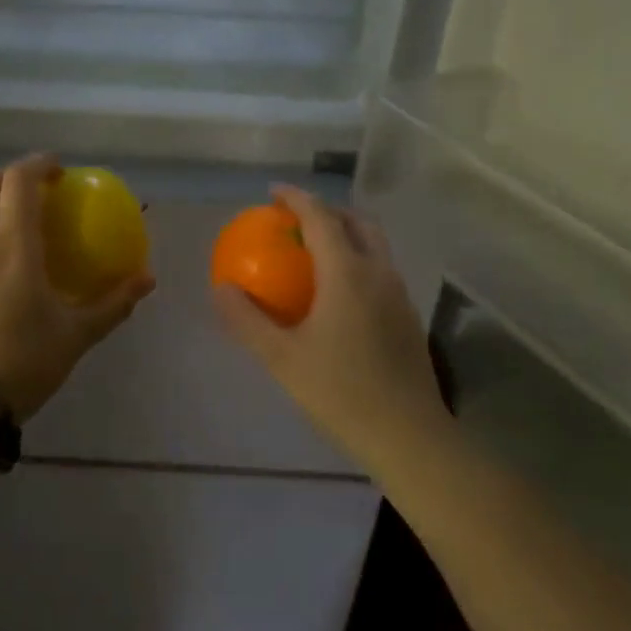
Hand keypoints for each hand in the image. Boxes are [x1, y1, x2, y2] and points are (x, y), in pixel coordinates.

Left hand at [0, 155, 154, 419]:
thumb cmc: (22, 361)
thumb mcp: (75, 335)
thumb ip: (113, 304)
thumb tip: (148, 279)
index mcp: (13, 245)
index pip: (20, 181)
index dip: (38, 163)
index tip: (59, 169)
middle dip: (5, 176)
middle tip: (31, 191)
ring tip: (8, 222)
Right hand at [213, 185, 447, 461]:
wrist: (410, 437)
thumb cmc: (341, 392)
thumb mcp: (281, 358)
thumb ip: (247, 319)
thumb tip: (221, 287)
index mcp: (347, 273)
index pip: (321, 217)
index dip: (295, 198)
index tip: (272, 193)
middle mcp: (378, 273)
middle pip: (356, 222)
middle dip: (326, 210)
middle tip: (295, 219)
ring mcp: (399, 294)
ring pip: (374, 245)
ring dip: (345, 234)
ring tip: (315, 250)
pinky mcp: (408, 317)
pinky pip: (380, 270)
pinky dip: (357, 260)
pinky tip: (337, 293)